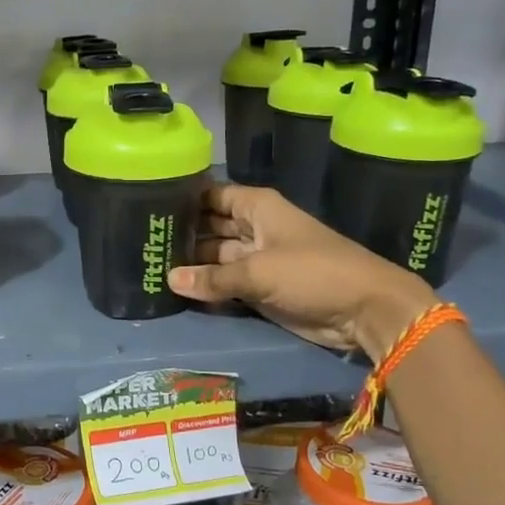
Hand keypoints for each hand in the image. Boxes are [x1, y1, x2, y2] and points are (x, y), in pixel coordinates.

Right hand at [168, 183, 436, 359]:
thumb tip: (170, 279)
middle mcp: (253, 228)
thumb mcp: (258, 272)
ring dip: (190, 263)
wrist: (364, 310)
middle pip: (208, 226)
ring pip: (214, 256)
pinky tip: (173, 289)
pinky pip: (225, 283)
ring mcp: (256, 259)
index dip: (182, 198)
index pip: (210, 195)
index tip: (146, 204)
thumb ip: (212, 278)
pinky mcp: (259, 288)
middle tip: (140, 241)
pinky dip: (205, 286)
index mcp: (257, 207)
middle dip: (181, 233)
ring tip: (148, 265)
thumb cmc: (313, 273)